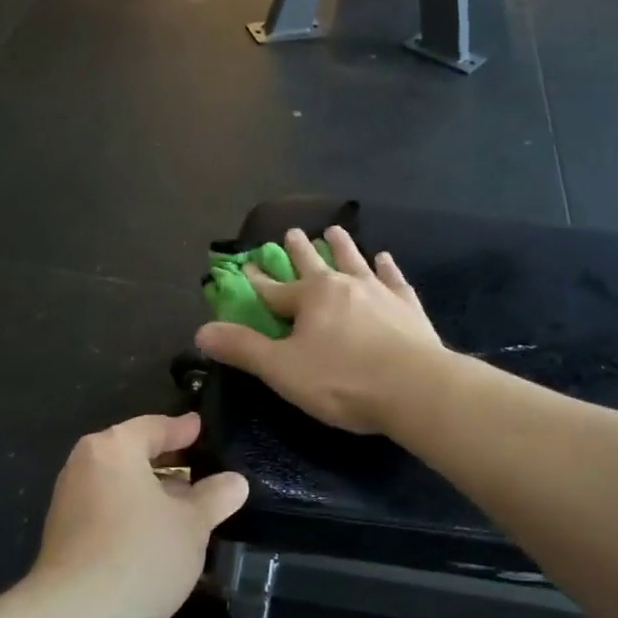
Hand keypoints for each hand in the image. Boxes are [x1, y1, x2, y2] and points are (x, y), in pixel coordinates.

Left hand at [29, 412, 248, 617]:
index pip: (153, 427)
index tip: (200, 428)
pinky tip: (157, 536)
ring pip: (119, 485)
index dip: (182, 429)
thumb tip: (235, 482)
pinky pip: (106, 510)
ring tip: (186, 507)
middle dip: (167, 463)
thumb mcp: (192, 525)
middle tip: (201, 469)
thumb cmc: (140, 555)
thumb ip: (214, 498)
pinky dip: (133, 513)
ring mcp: (68, 502)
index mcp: (113, 449)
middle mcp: (84, 466)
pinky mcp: (63, 537)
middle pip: (132, 454)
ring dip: (151, 493)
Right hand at [194, 226, 442, 435]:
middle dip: (299, 250)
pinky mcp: (409, 308)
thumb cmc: (342, 381)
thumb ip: (243, 349)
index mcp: (311, 297)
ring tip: (334, 229)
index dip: (255, 280)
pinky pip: (394, 280)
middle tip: (291, 231)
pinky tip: (385, 258)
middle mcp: (344, 285)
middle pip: (315, 263)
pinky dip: (387, 268)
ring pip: (355, 261)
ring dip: (343, 247)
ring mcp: (380, 293)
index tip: (244, 265)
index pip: (273, 288)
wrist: (415, 388)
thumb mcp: (282, 370)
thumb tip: (201, 332)